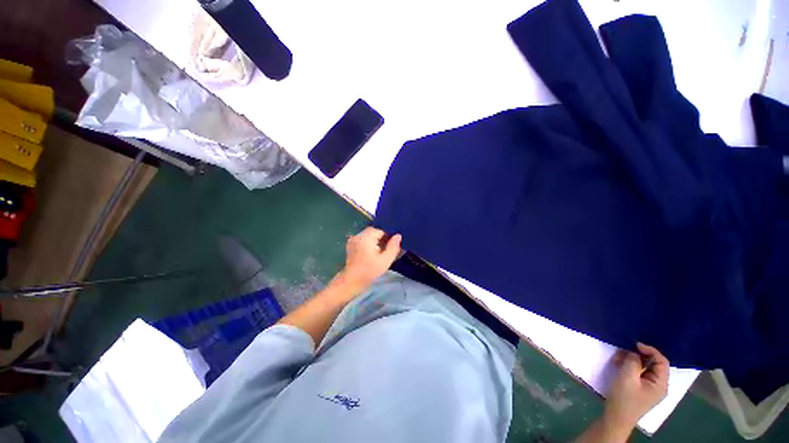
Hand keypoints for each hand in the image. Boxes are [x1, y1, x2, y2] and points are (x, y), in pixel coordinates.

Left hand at [338, 227, 401, 291]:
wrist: (351, 281)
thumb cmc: (369, 271)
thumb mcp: (385, 261)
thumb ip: (393, 247)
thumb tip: (398, 236)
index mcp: (366, 237)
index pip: (381, 230)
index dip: (388, 237)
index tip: (391, 247)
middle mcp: (358, 235)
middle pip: (374, 231)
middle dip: (381, 238)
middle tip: (385, 250)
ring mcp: (353, 239)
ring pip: (369, 234)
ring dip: (375, 240)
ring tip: (378, 252)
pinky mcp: (351, 243)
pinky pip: (363, 238)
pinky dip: (369, 242)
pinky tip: (370, 253)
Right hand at [604, 343, 669, 431]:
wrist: (616, 417)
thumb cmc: (624, 397)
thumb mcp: (627, 376)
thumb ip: (633, 361)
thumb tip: (634, 351)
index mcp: (660, 383)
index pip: (662, 361)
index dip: (650, 350)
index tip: (634, 343)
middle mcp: (659, 385)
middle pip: (654, 364)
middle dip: (638, 355)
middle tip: (622, 350)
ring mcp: (650, 388)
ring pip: (645, 367)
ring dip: (632, 360)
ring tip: (617, 358)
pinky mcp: (641, 389)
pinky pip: (639, 373)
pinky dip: (630, 366)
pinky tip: (618, 364)